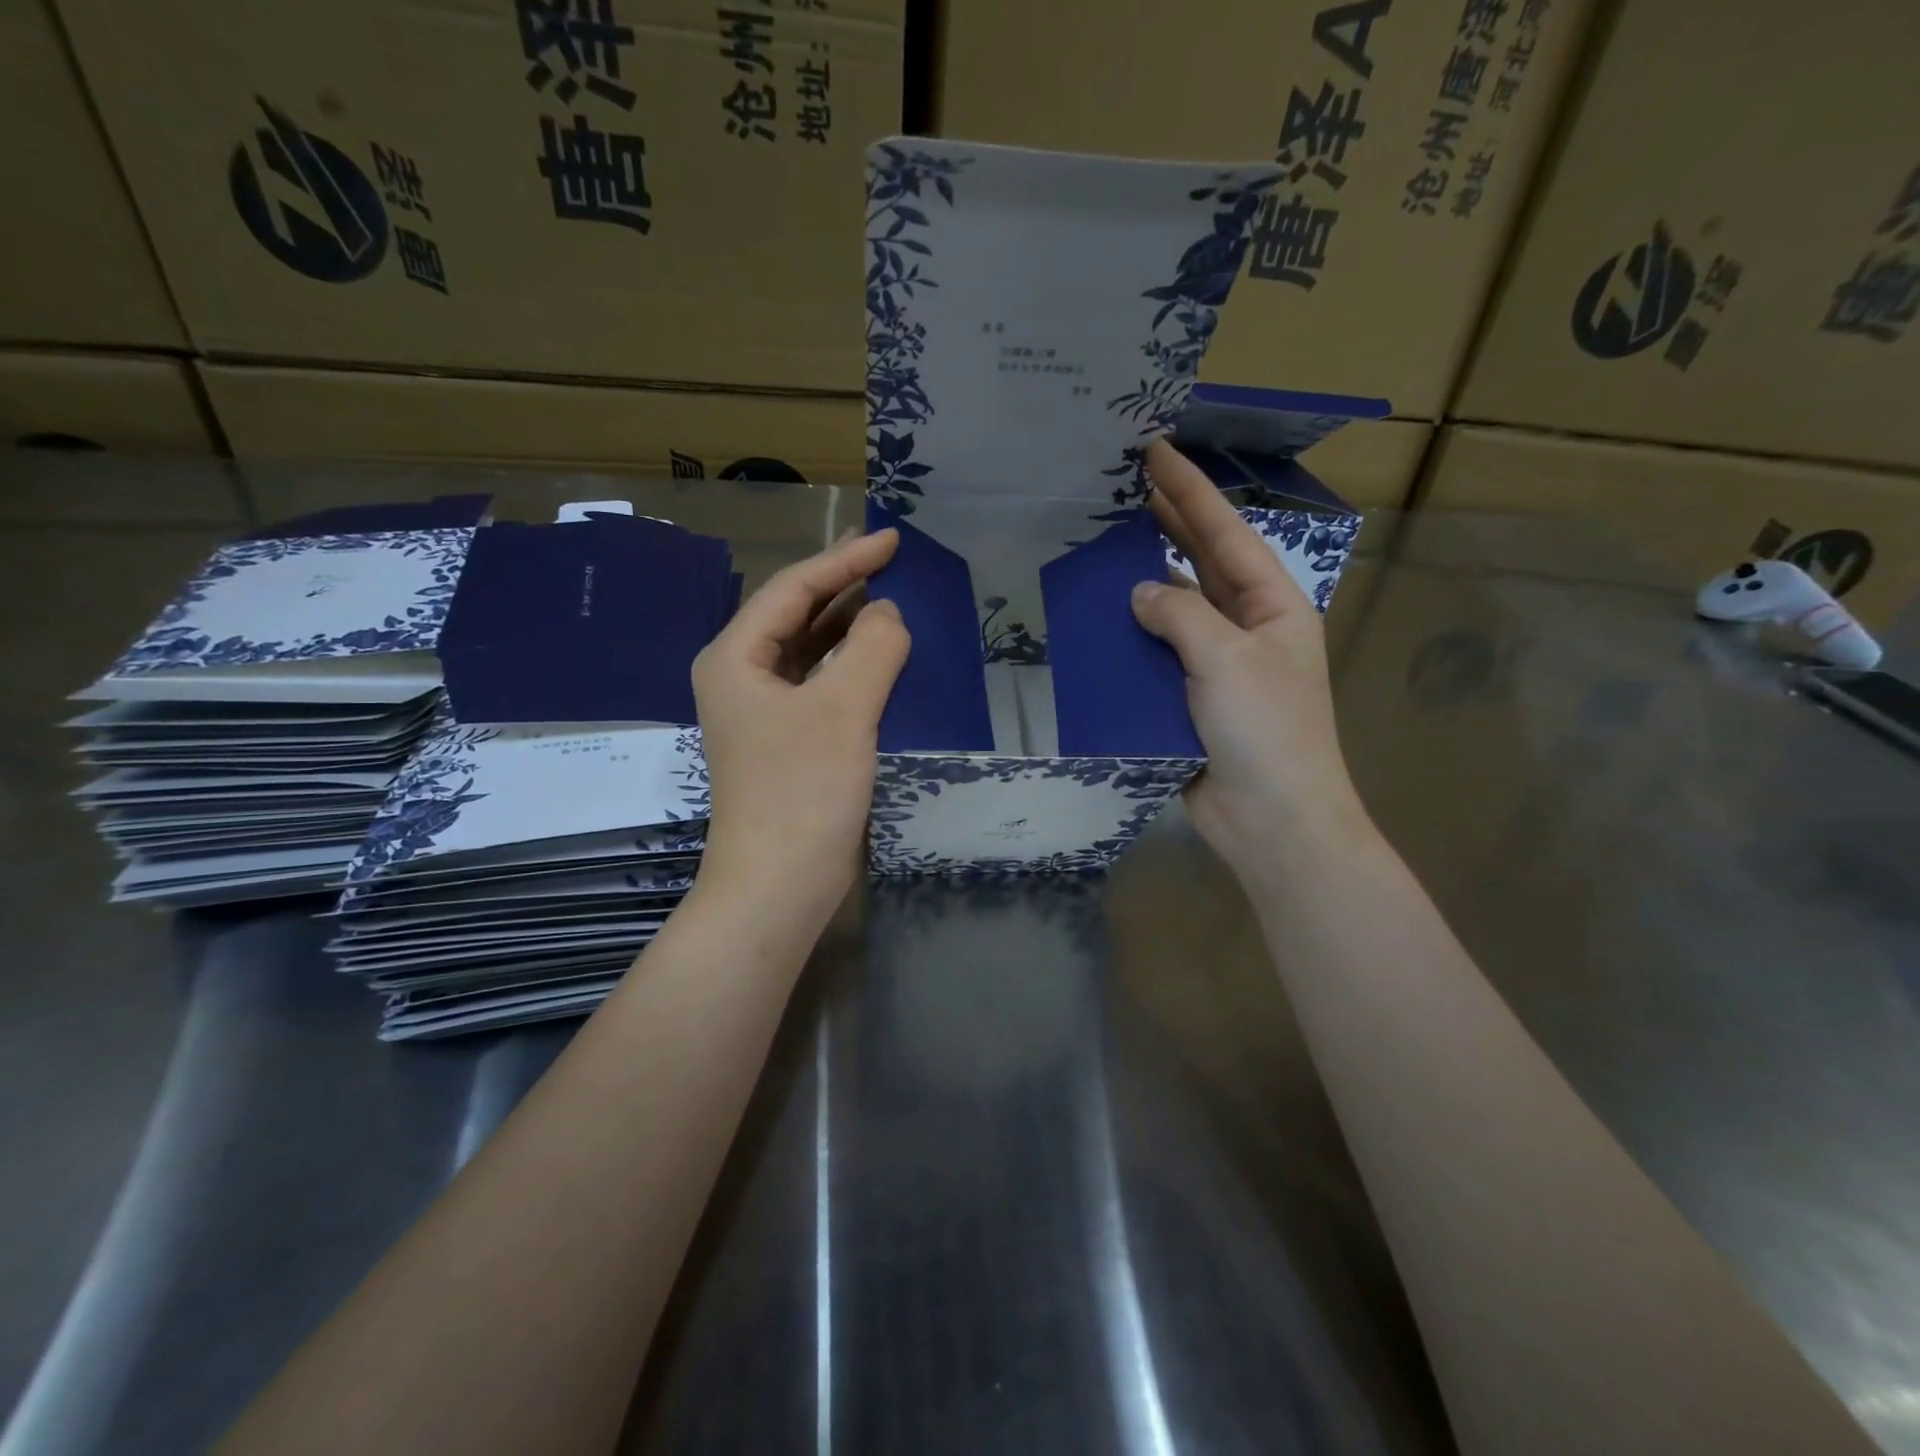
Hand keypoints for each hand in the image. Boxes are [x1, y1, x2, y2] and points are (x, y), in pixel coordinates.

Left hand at [692, 530, 908, 928]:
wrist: (777, 886)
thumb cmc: (802, 793)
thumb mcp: (843, 710)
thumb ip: (872, 648)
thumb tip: (888, 615)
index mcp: (736, 657)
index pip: (793, 589)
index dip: (845, 560)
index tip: (892, 539)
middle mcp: (741, 676)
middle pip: (795, 614)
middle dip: (844, 587)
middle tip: (894, 563)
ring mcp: (761, 712)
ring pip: (808, 650)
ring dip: (848, 626)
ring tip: (892, 603)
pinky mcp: (784, 741)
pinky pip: (819, 684)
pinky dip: (849, 666)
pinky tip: (880, 661)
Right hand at [1131, 439, 1369, 870]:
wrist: (1270, 820)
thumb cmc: (1266, 731)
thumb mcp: (1229, 659)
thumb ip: (1181, 616)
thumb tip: (1140, 592)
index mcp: (1271, 606)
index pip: (1225, 534)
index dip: (1190, 490)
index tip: (1154, 450)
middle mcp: (1244, 627)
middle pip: (1200, 564)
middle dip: (1165, 525)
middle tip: (1120, 487)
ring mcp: (1214, 666)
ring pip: (1172, 610)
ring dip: (1141, 582)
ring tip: (1098, 546)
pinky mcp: (1185, 700)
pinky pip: (1154, 657)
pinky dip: (1128, 639)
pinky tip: (1094, 623)